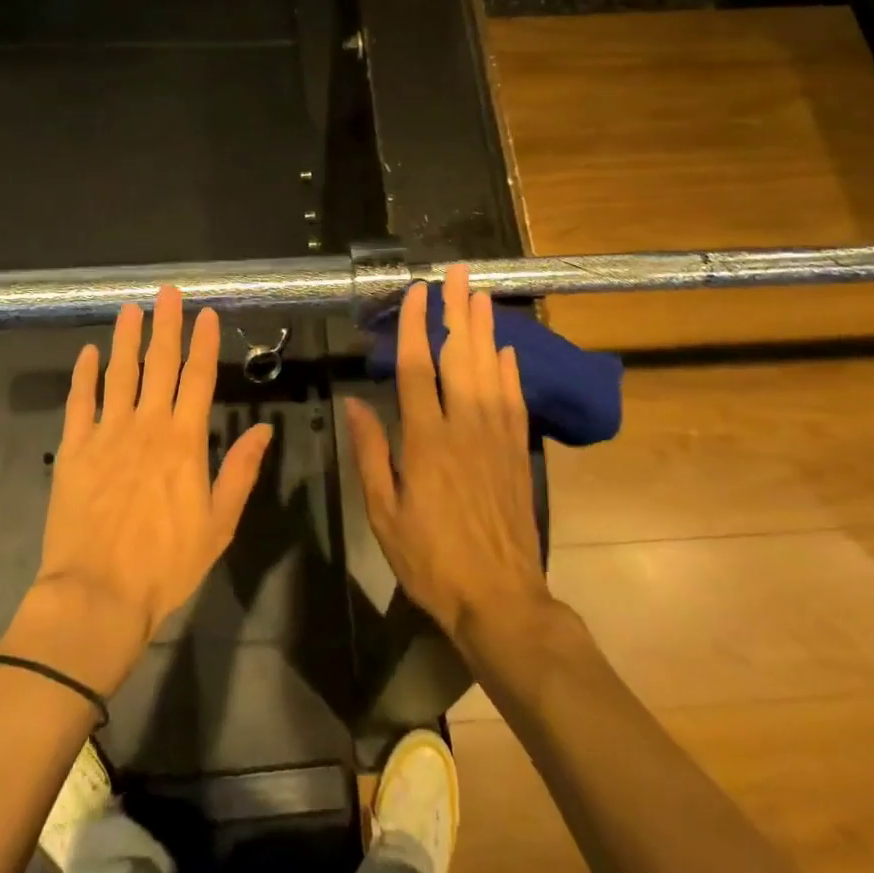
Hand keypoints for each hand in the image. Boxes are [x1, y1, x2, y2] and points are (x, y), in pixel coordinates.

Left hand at [22, 287, 272, 685]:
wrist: (98, 594)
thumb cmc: (166, 564)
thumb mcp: (219, 523)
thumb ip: (240, 471)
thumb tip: (265, 430)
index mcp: (184, 441)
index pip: (198, 378)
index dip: (202, 343)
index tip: (205, 313)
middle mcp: (147, 425)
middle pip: (159, 364)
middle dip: (165, 325)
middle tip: (167, 291)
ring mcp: (107, 433)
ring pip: (119, 373)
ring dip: (126, 338)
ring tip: (130, 308)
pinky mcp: (74, 449)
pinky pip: (79, 402)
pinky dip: (83, 375)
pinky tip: (88, 353)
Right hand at [344, 264, 549, 648]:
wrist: (501, 600)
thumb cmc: (431, 560)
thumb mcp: (384, 513)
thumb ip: (370, 453)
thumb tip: (355, 403)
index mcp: (426, 440)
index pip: (418, 369)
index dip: (416, 326)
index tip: (416, 292)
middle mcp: (464, 427)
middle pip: (461, 356)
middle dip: (457, 311)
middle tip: (458, 272)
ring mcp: (497, 437)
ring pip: (491, 370)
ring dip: (485, 329)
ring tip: (481, 294)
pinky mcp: (518, 452)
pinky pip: (515, 401)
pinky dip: (511, 371)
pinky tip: (507, 350)